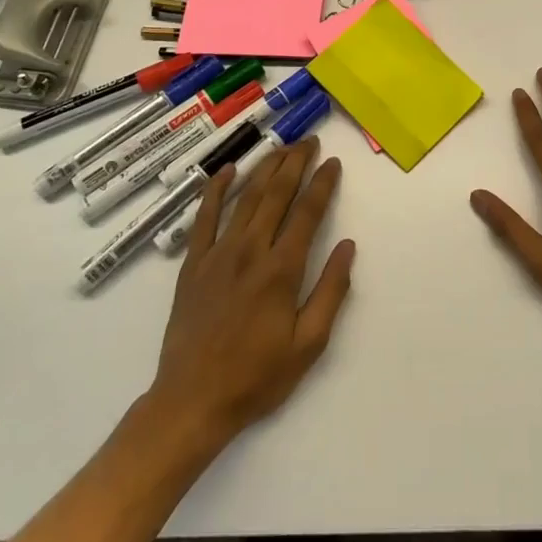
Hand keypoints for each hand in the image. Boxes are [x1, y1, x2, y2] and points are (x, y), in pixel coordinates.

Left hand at [148, 140, 354, 447]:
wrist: (192, 400)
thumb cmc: (257, 377)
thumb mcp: (308, 344)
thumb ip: (331, 291)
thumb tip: (349, 247)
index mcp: (281, 269)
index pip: (307, 212)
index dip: (322, 184)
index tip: (334, 163)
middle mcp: (250, 250)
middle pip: (276, 194)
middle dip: (296, 162)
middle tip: (310, 141)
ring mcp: (218, 253)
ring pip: (245, 197)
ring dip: (265, 167)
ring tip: (282, 147)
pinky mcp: (193, 263)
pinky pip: (204, 217)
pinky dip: (215, 190)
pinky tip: (226, 170)